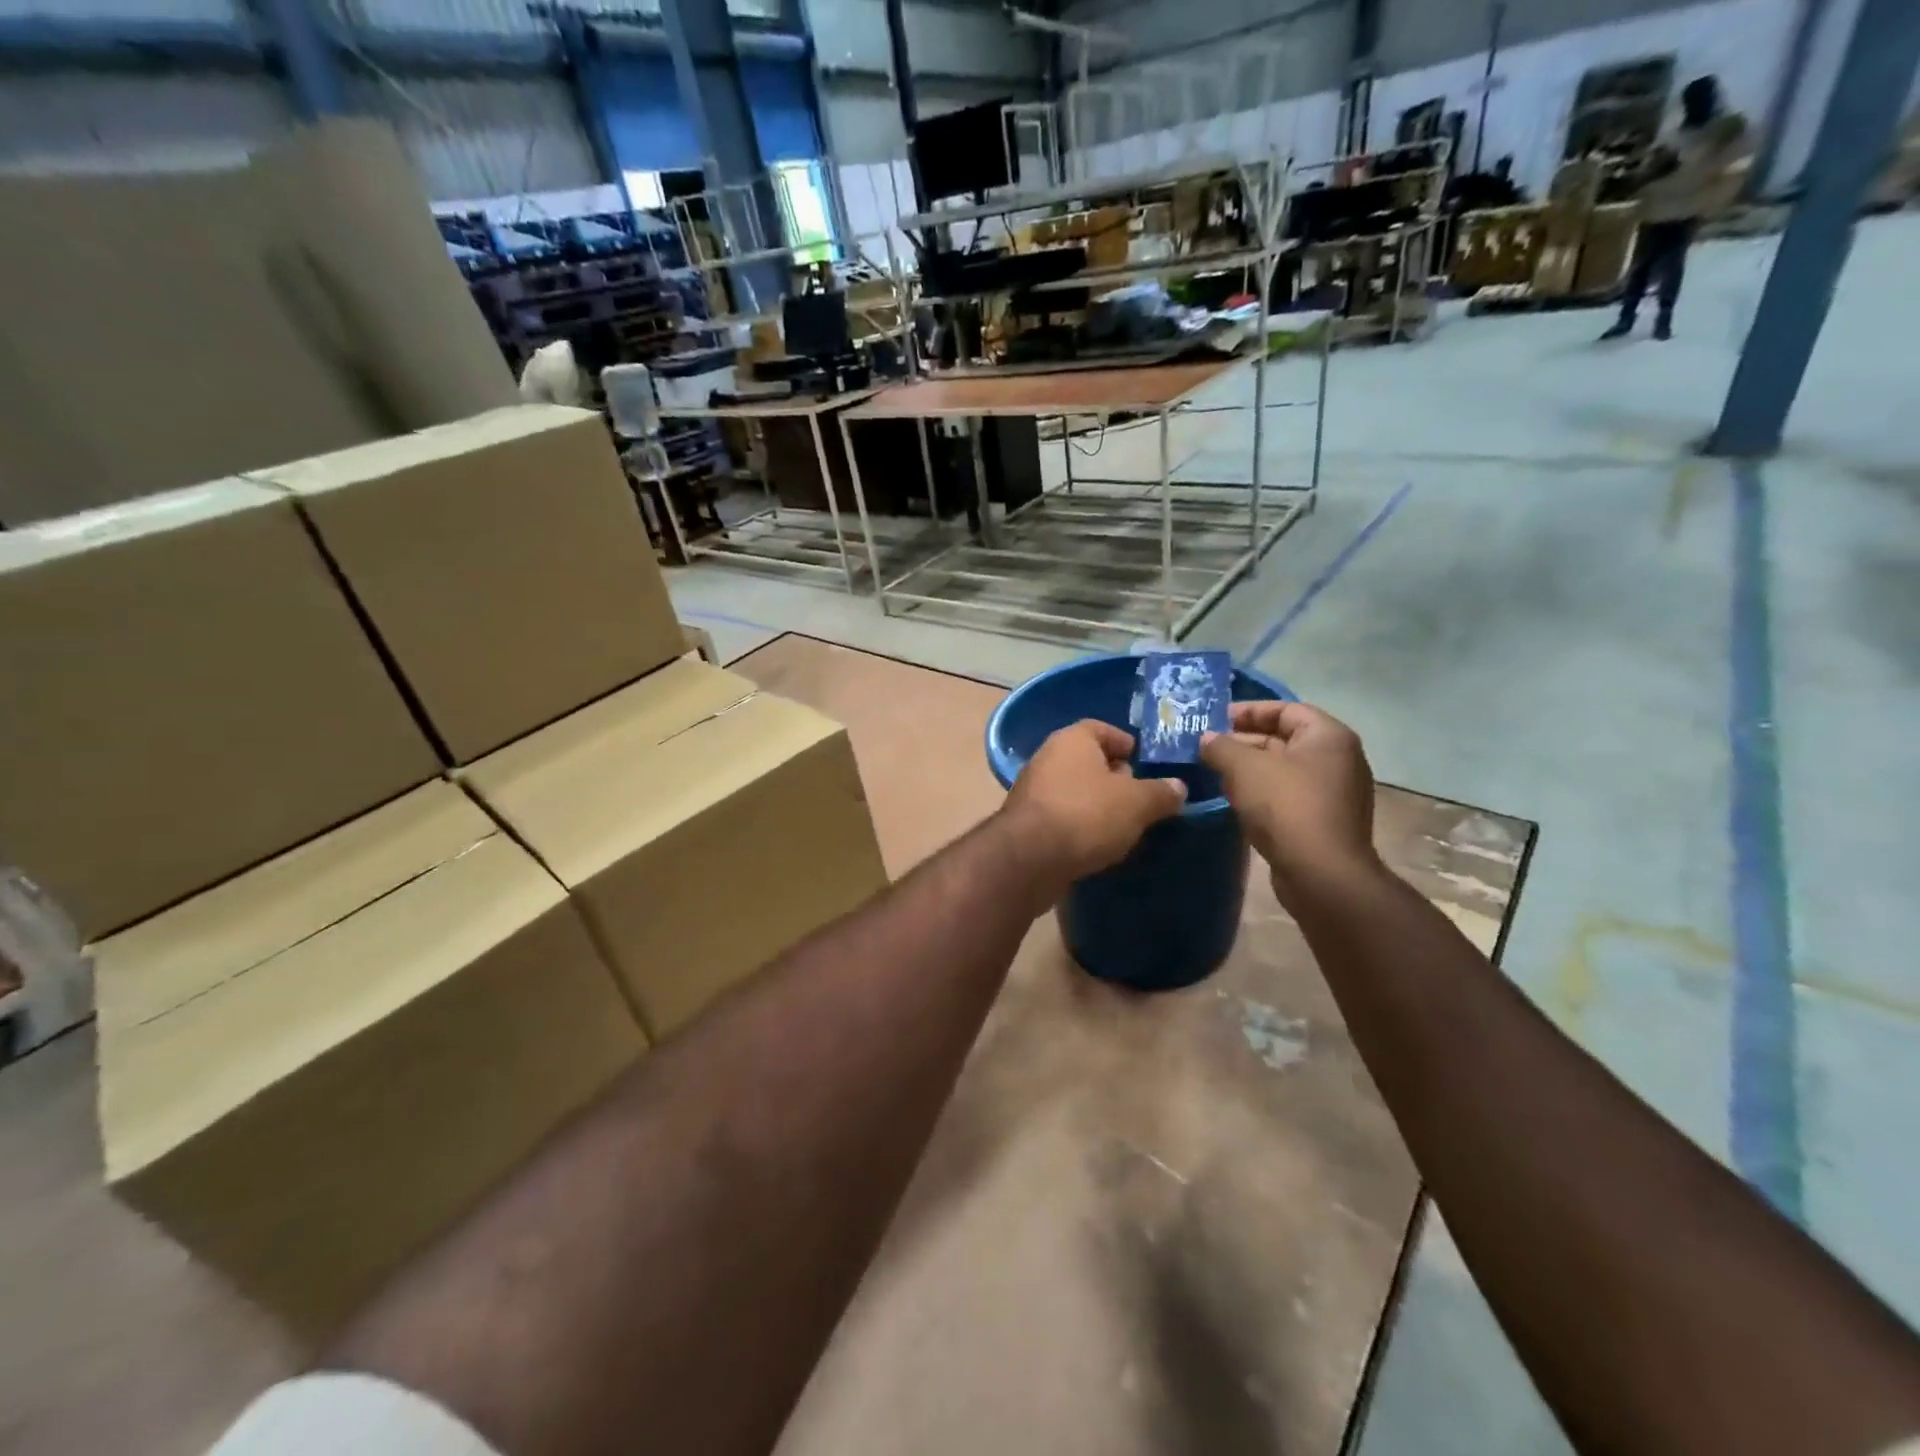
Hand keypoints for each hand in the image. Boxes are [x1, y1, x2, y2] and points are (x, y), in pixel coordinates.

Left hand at [1001, 720, 1186, 891]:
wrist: (1030, 859)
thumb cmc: (1087, 814)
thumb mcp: (1137, 803)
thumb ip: (1161, 793)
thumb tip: (1178, 787)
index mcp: (1072, 739)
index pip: (1102, 729)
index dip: (1126, 743)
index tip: (1146, 763)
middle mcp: (1047, 757)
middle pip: (1088, 761)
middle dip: (1114, 777)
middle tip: (1141, 798)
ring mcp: (1032, 790)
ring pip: (1074, 790)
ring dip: (1097, 804)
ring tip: (1125, 825)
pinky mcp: (1026, 822)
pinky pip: (1062, 816)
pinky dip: (1080, 825)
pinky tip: (1098, 844)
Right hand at [1199, 701, 1380, 907]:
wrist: (1321, 873)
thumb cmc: (1285, 806)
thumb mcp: (1244, 768)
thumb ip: (1221, 747)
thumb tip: (1207, 739)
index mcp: (1328, 736)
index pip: (1285, 709)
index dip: (1248, 711)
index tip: (1215, 720)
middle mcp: (1339, 759)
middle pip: (1284, 739)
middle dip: (1244, 742)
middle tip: (1208, 748)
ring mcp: (1335, 793)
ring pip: (1284, 770)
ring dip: (1250, 769)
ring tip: (1214, 773)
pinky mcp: (1325, 821)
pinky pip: (1289, 795)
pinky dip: (1262, 792)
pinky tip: (1235, 801)